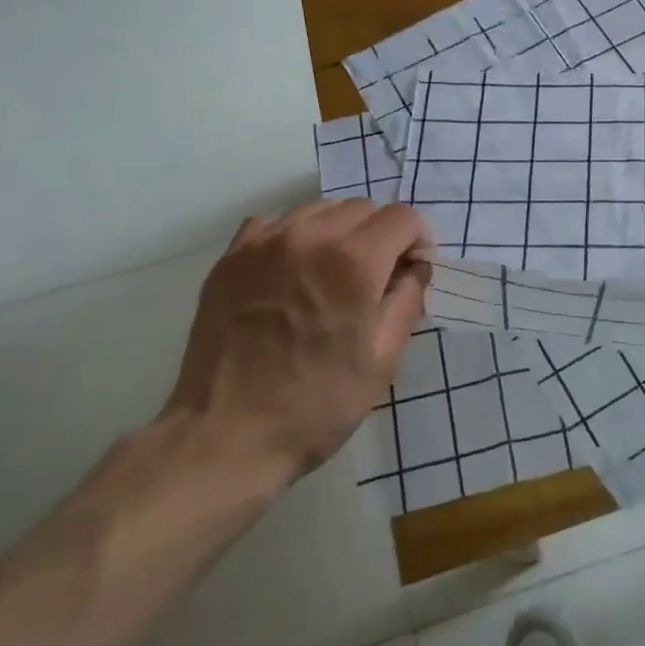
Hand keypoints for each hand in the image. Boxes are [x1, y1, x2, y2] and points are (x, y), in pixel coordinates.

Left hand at [163, 199, 433, 485]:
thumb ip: (408, 300)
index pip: (403, 217)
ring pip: (318, 210)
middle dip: (381, 236)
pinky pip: (273, 224)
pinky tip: (291, 274)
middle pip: (363, 208)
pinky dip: (294, 238)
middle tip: (375, 280)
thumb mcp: (383, 359)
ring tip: (331, 276)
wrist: (225, 437)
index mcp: (354, 263)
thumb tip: (415, 267)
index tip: (412, 272)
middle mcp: (309, 238)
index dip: (418, 241)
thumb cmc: (317, 405)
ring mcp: (262, 244)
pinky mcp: (229, 259)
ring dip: (338, 233)